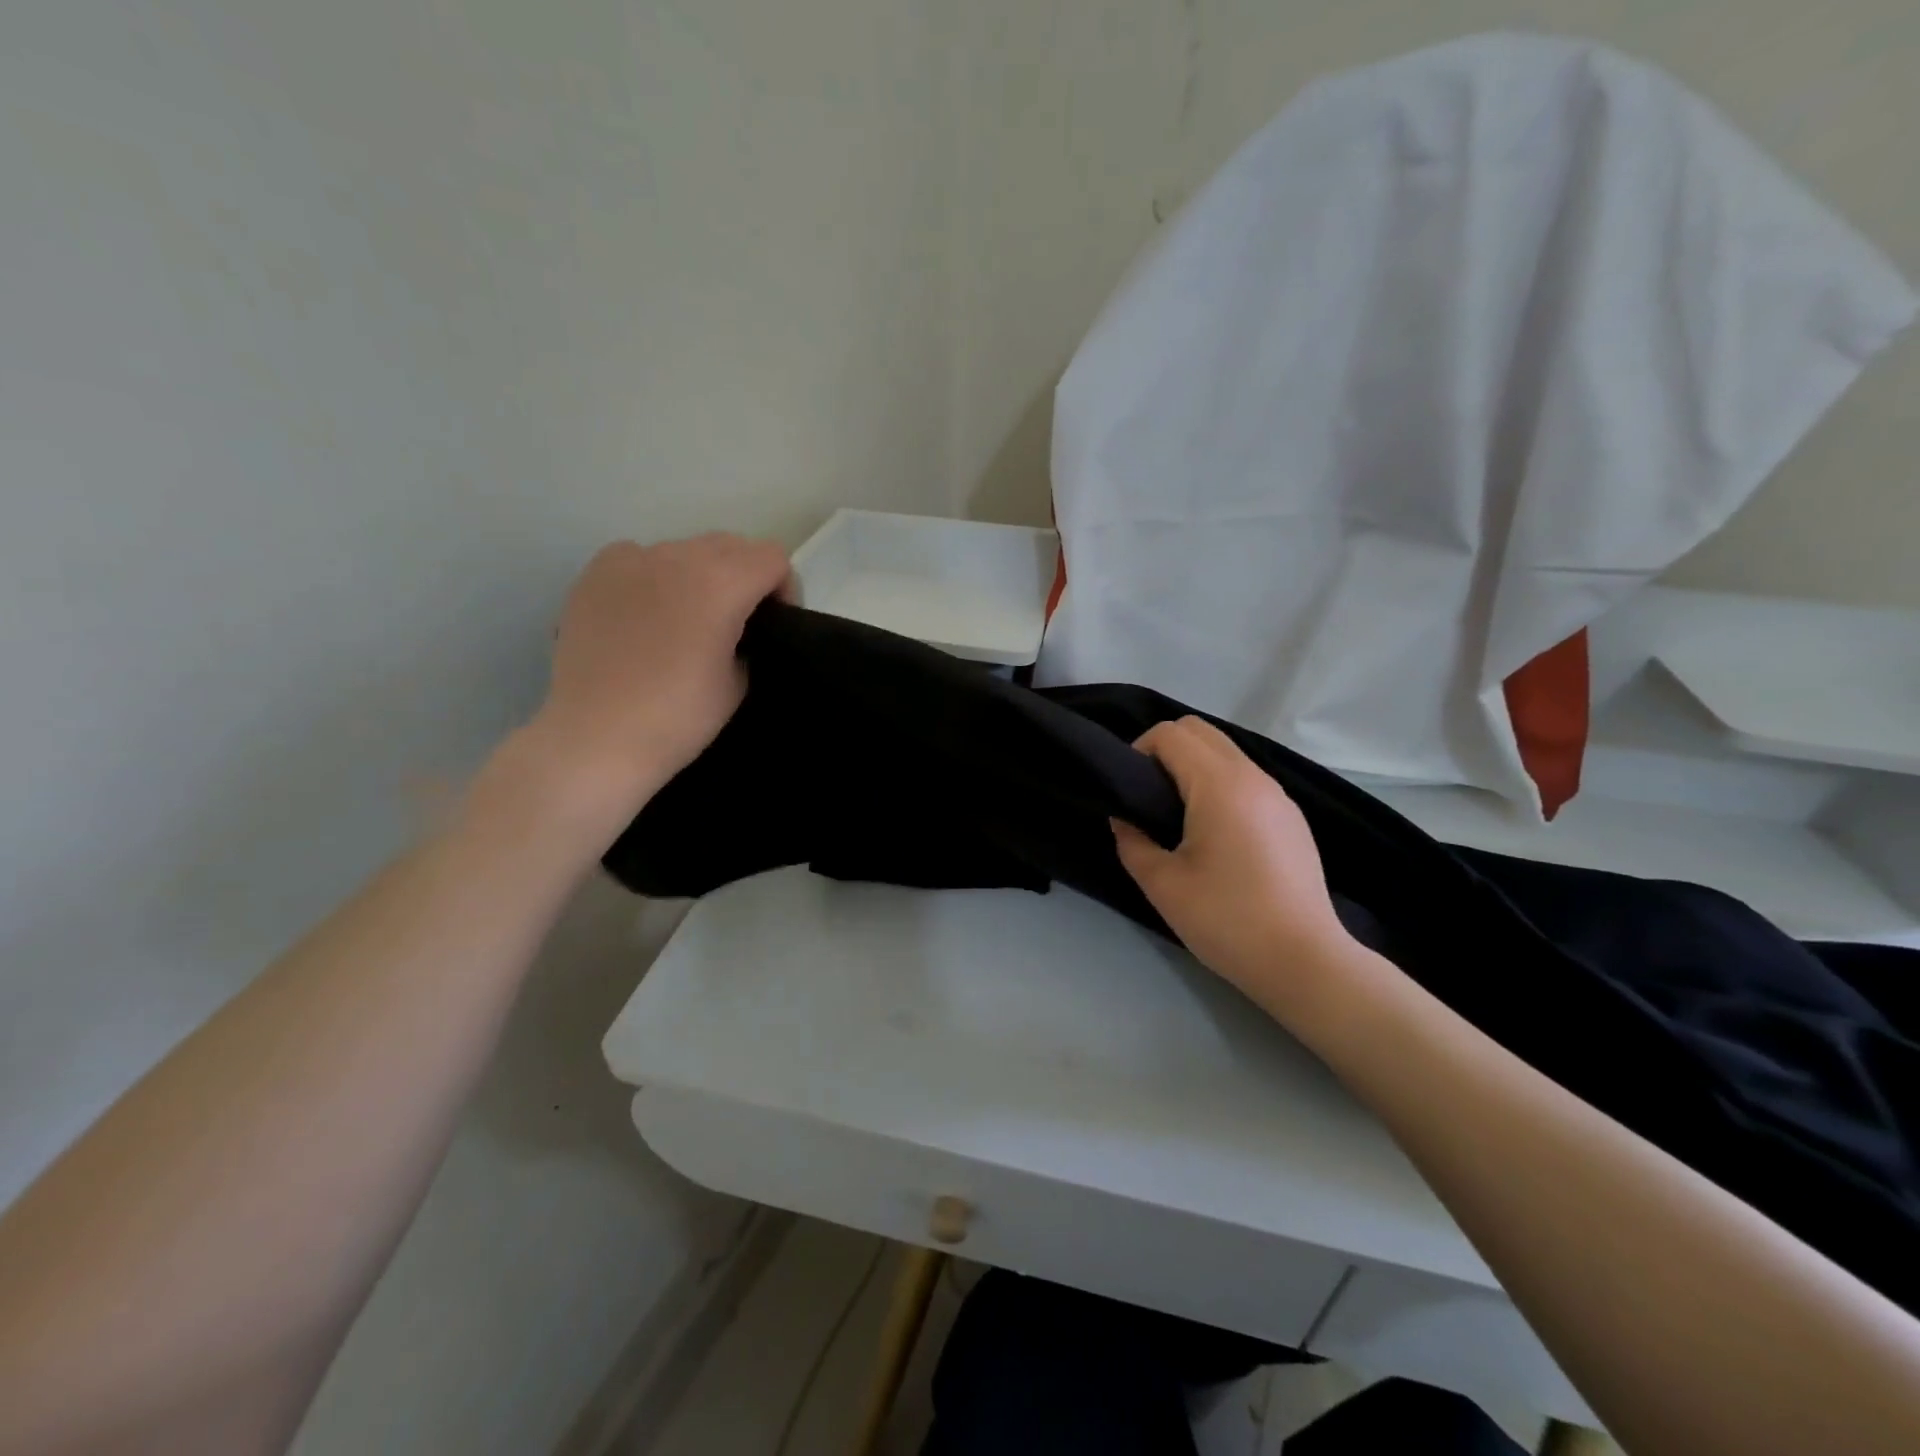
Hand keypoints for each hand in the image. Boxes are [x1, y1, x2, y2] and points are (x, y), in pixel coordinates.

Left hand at [531, 534, 790, 808]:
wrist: (596, 737)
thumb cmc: (678, 718)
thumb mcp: (739, 681)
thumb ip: (747, 637)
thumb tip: (735, 627)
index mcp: (720, 584)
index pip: (773, 558)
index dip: (783, 589)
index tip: (774, 623)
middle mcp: (676, 557)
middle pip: (731, 545)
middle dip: (745, 575)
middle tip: (737, 621)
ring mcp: (631, 559)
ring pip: (686, 549)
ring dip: (701, 574)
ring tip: (687, 619)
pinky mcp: (596, 572)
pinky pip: (642, 558)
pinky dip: (656, 576)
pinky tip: (648, 614)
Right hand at [1113, 717, 1363, 1014]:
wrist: (1304, 962)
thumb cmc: (1227, 920)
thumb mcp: (1162, 884)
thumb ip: (1132, 841)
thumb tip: (1124, 818)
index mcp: (1220, 785)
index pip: (1170, 734)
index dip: (1139, 751)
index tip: (1129, 791)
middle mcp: (1253, 777)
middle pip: (1200, 730)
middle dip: (1165, 750)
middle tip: (1148, 796)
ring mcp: (1278, 795)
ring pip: (1226, 752)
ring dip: (1194, 766)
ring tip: (1178, 816)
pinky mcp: (1291, 817)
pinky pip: (1246, 777)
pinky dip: (1219, 784)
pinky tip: (1214, 833)